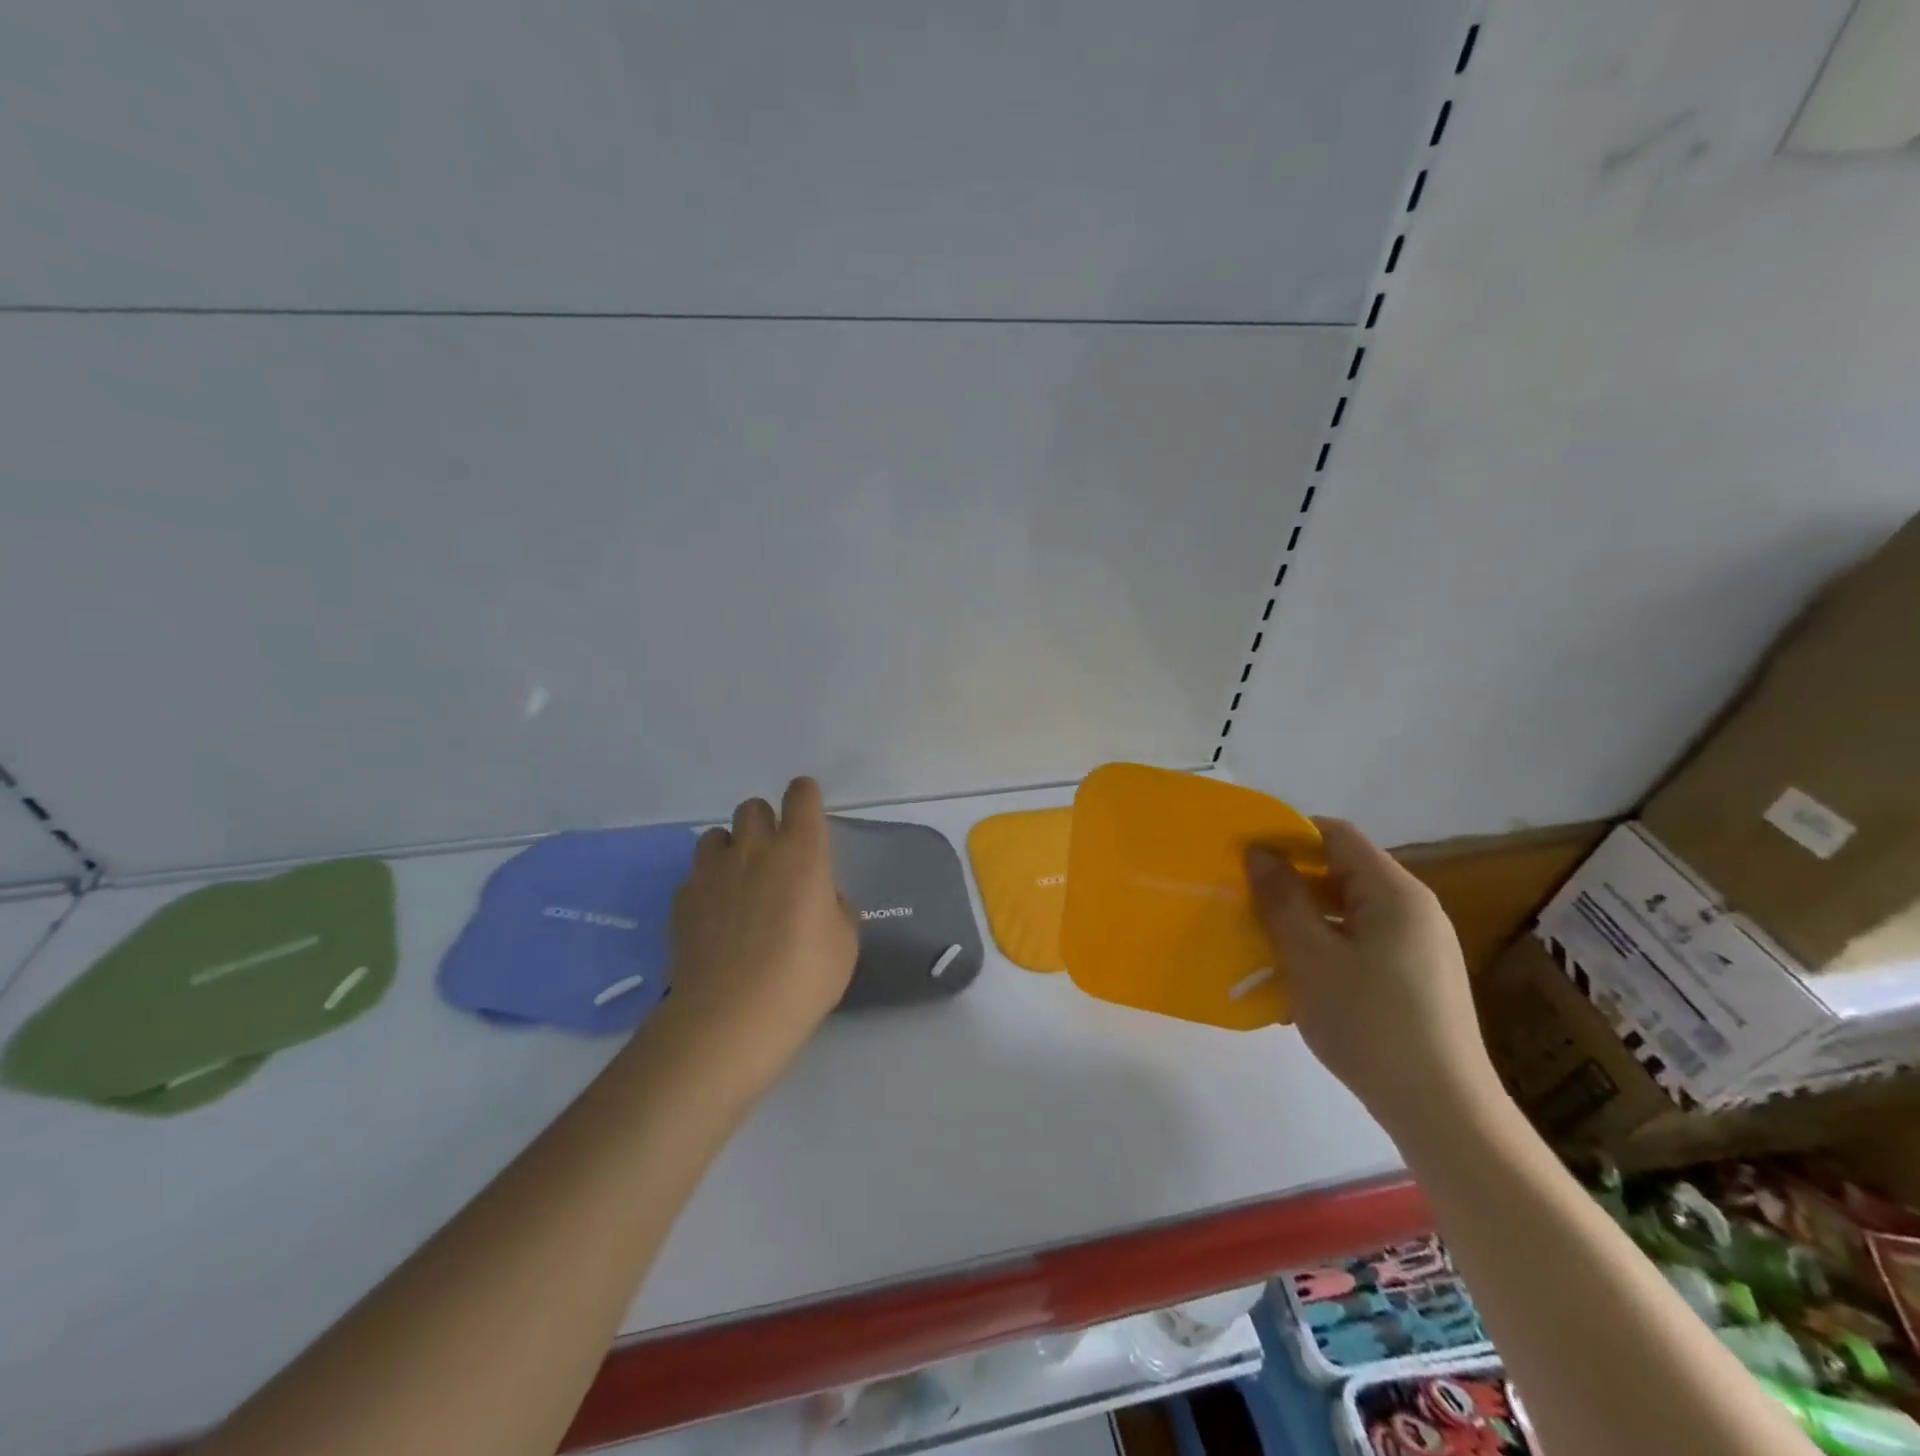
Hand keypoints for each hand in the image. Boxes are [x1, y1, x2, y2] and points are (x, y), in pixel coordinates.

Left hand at [655, 777, 857, 1096]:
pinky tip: (715, 918)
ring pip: (716, 836)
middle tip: (774, 857)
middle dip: (765, 823)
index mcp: (801, 851)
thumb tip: (821, 897)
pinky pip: (695, 876)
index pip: (801, 796)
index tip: (807, 810)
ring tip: (739, 883)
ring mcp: (712, 872)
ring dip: (731, 849)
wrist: (730, 1016)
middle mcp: (754, 849)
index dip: (805, 797)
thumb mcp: (844, 943)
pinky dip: (707, 886)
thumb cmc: (803, 977)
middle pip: (753, 807)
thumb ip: (836, 908)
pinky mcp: (682, 900)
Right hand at [1246, 818, 1498, 1133]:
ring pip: (1351, 911)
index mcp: (1394, 892)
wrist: (1443, 1111)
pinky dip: (1329, 945)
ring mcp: (1422, 945)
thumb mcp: (1309, 956)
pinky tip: (1303, 978)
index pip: (1336, 835)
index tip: (1244, 854)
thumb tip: (1258, 851)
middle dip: (1292, 880)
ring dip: (1306, 917)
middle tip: (1246, 899)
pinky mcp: (1420, 978)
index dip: (1287, 834)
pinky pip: (1364, 942)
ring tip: (1265, 940)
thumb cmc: (1368, 1022)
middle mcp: (1415, 909)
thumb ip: (1280, 898)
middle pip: (1344, 872)